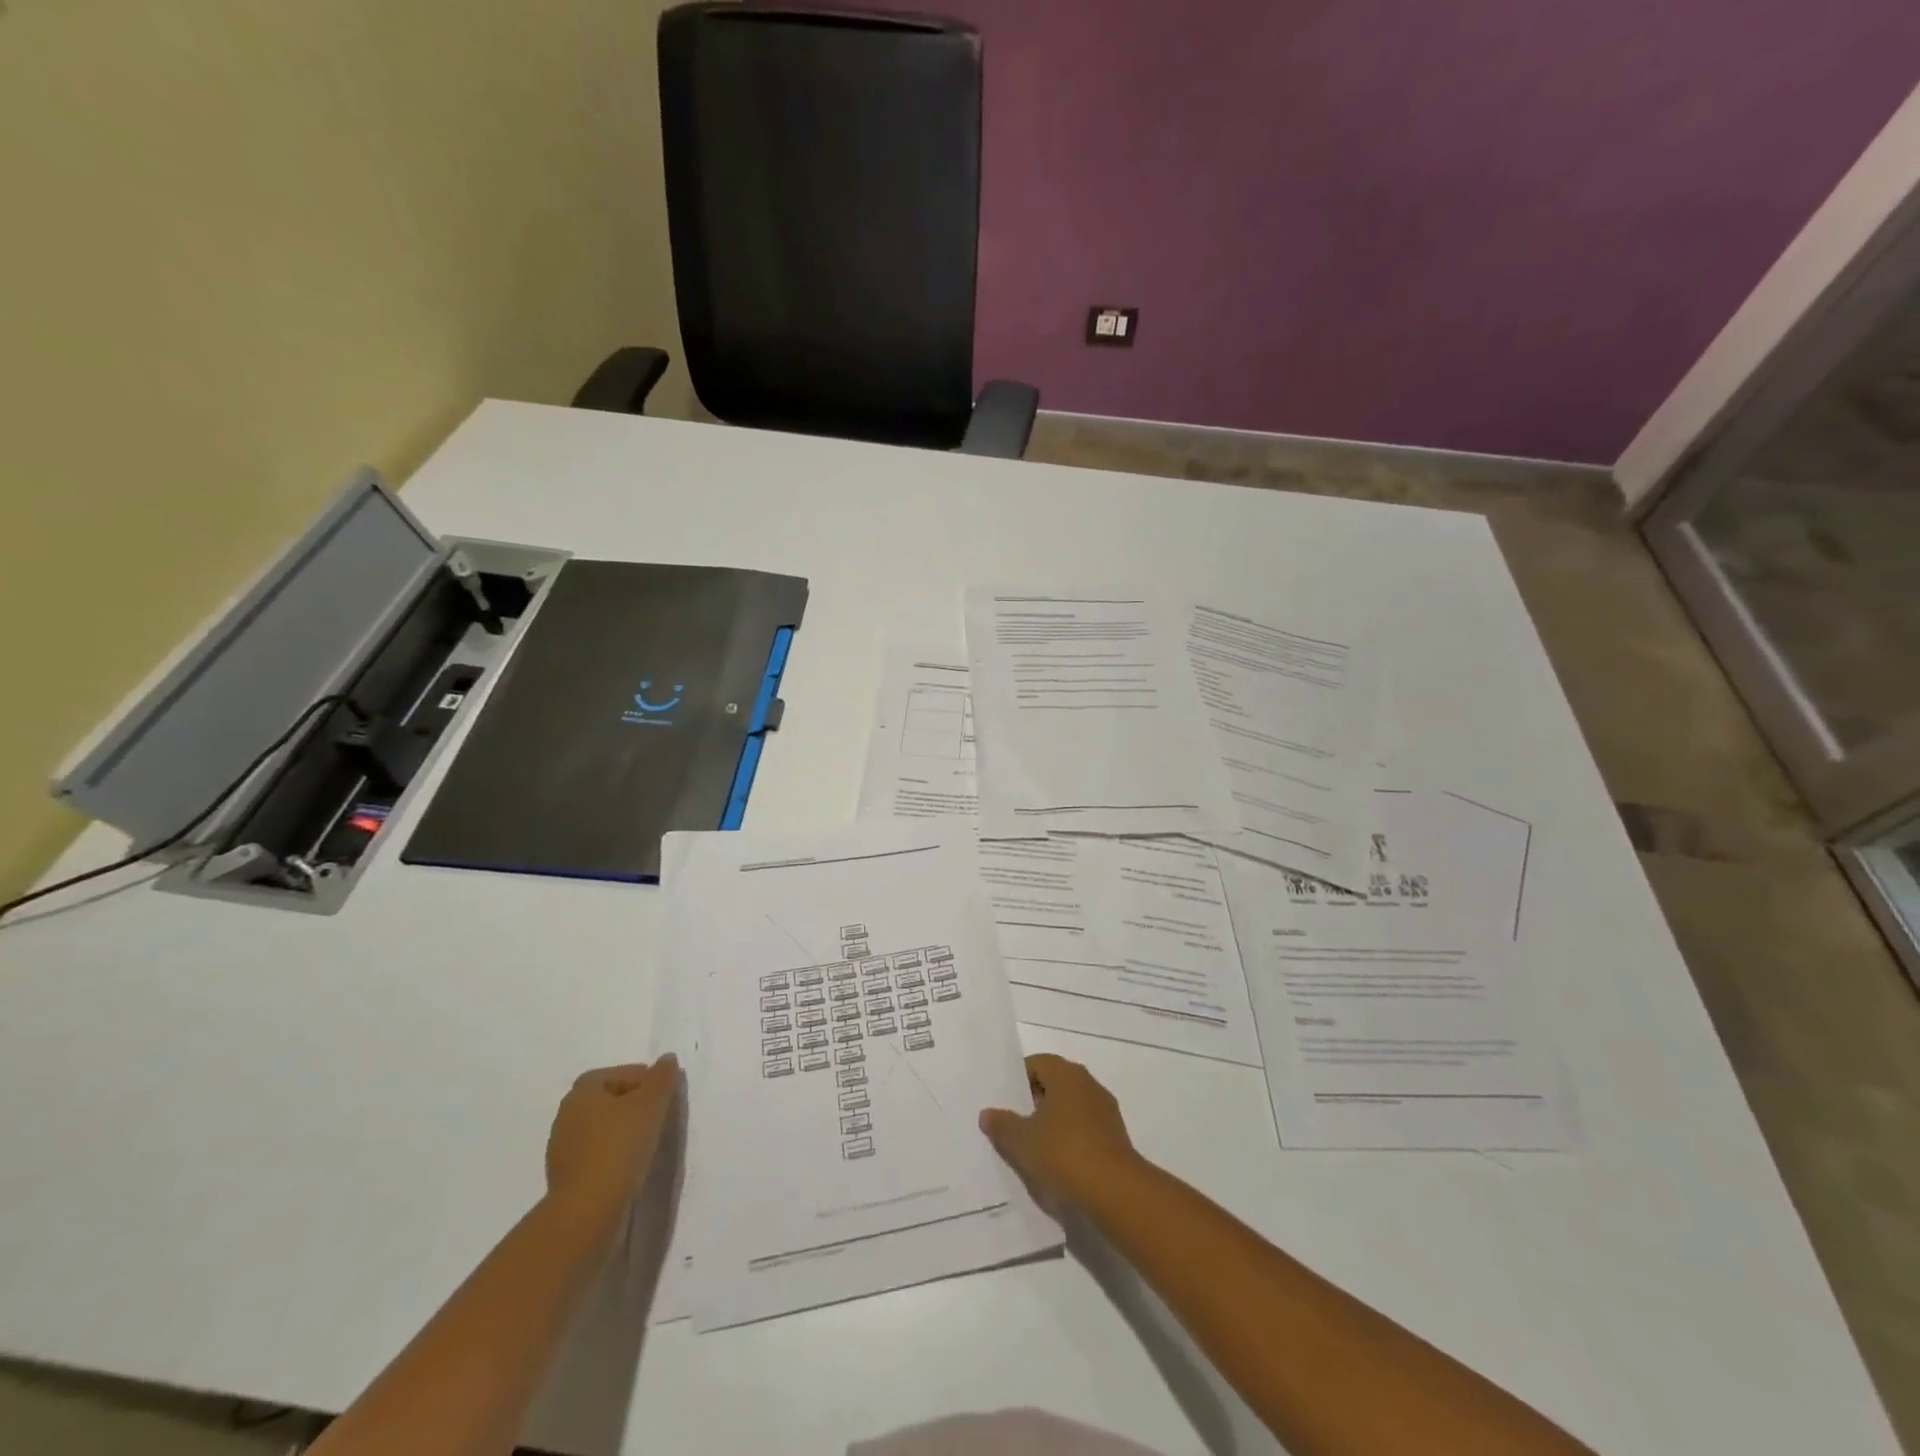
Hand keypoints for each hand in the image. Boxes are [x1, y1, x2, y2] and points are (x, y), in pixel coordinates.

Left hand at [544, 1057, 679, 1217]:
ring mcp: (562, 1147)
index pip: (619, 1073)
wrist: (587, 1210)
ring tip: (648, 1143)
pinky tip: (629, 1165)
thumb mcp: (651, 1104)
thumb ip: (662, 1078)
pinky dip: (613, 1154)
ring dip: (623, 1131)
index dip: (645, 1080)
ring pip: (601, 1128)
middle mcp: (567, 1114)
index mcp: (583, 1090)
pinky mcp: (565, 1176)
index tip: (664, 1095)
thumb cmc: (620, 1145)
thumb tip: (667, 1059)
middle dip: (634, 1104)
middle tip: (659, 1116)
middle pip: (608, 1099)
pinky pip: (595, 1154)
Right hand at [978, 1053, 1139, 1204]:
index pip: (1037, 1064)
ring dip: (1053, 1123)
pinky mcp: (1116, 1138)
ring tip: (1033, 1149)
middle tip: (1013, 1125)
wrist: (1115, 1191)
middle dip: (1034, 1103)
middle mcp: (1088, 1084)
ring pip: (1070, 1109)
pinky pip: (1085, 1130)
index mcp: (1066, 1074)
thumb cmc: (1063, 1153)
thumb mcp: (1021, 1141)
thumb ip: (1002, 1125)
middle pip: (1055, 1085)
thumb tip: (988, 1114)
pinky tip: (1058, 1164)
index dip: (1018, 1081)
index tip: (1003, 1102)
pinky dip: (1070, 1140)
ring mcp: (1105, 1111)